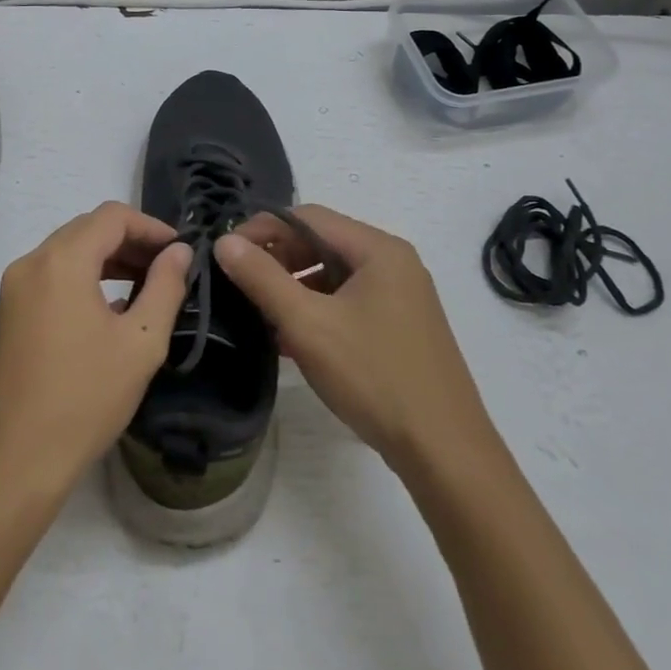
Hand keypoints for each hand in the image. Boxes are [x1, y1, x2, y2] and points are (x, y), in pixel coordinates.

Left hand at [0, 203, 191, 498]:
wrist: (19, 459)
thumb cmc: (87, 398)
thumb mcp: (141, 342)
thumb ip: (165, 287)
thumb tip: (180, 252)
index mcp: (61, 261)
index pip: (112, 216)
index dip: (150, 226)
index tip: (179, 250)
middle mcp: (31, 262)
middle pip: (87, 228)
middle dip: (130, 240)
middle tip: (166, 266)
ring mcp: (14, 286)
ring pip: (67, 250)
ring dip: (107, 257)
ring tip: (144, 283)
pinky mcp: (8, 310)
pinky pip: (51, 274)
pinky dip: (82, 275)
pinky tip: (109, 305)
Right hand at [216, 205, 496, 472]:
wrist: (445, 452)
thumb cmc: (374, 377)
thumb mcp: (308, 324)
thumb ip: (262, 278)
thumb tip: (225, 242)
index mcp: (378, 249)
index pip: (307, 216)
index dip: (262, 228)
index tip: (227, 253)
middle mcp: (393, 263)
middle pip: (322, 242)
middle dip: (277, 258)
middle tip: (240, 284)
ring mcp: (400, 296)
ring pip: (333, 274)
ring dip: (294, 286)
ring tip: (260, 312)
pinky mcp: (400, 327)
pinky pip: (348, 301)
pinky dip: (316, 309)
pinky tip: (290, 337)